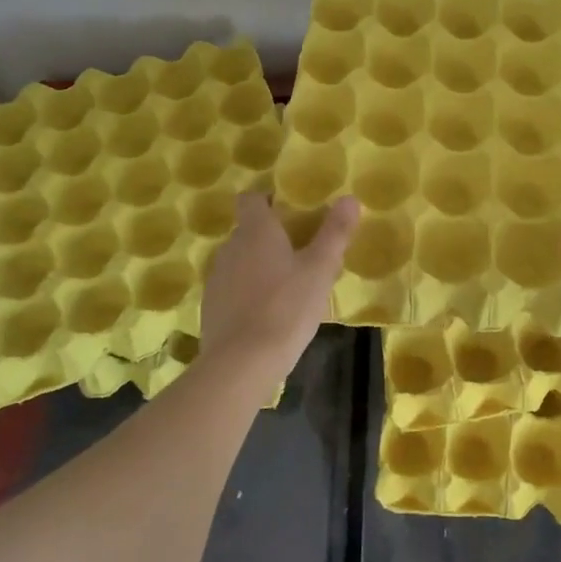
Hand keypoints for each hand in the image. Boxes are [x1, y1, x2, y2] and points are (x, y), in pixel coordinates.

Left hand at [199, 193, 357, 386]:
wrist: (241, 363)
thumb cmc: (286, 307)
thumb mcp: (320, 269)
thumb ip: (335, 232)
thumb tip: (350, 198)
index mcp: (256, 231)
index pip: (251, 199)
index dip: (267, 199)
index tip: (289, 209)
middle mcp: (230, 248)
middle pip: (248, 230)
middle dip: (270, 236)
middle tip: (300, 252)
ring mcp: (217, 278)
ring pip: (240, 260)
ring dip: (258, 265)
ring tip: (286, 285)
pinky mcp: (211, 307)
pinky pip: (232, 288)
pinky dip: (247, 292)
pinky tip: (267, 313)